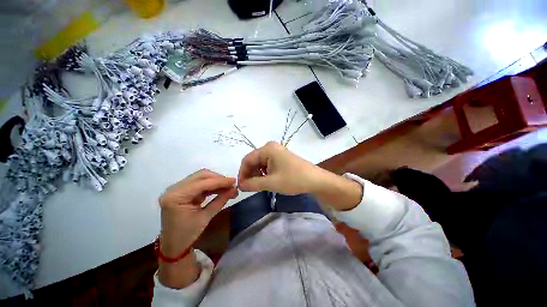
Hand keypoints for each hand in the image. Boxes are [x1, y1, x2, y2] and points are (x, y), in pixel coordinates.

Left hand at [159, 169, 237, 257]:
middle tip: (231, 184)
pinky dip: (211, 185)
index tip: (234, 181)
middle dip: (218, 179)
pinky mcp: (182, 190)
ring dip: (215, 181)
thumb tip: (235, 189)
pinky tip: (219, 189)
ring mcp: (177, 188)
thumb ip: (220, 201)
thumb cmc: (187, 234)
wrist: (172, 245)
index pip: (202, 183)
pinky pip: (199, 183)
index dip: (220, 181)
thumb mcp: (205, 218)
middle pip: (201, 176)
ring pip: (201, 177)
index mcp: (176, 197)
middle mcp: (174, 188)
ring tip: (228, 187)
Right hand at [238, 142, 361, 210]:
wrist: (315, 180)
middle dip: (250, 174)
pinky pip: (267, 164)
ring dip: (257, 174)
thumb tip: (240, 185)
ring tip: (258, 186)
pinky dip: (264, 173)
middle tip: (249, 188)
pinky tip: (266, 181)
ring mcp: (277, 152)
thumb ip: (252, 184)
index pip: (247, 159)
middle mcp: (271, 147)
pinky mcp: (281, 158)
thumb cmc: (293, 179)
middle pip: (253, 161)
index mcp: (267, 149)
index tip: (241, 187)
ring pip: (260, 163)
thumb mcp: (271, 183)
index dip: (242, 173)